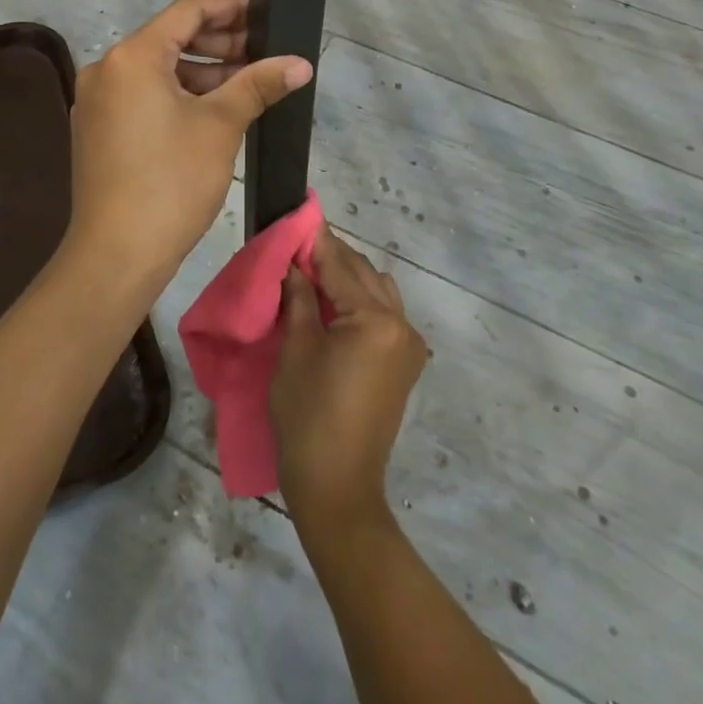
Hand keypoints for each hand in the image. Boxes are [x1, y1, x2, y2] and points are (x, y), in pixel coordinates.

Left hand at [66, 0, 311, 290]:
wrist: (116, 254)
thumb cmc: (172, 181)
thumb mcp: (221, 126)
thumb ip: (259, 84)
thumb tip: (301, 62)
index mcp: (133, 56)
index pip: (187, 11)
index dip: (229, 9)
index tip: (263, 15)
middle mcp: (107, 68)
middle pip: (169, 39)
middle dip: (219, 44)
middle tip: (262, 54)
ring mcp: (96, 101)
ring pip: (156, 71)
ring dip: (200, 73)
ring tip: (245, 84)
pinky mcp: (96, 129)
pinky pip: (141, 95)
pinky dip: (176, 95)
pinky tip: (210, 111)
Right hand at [271, 231, 428, 534]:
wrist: (337, 486)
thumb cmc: (308, 415)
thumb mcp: (296, 349)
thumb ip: (300, 297)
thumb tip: (294, 262)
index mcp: (376, 319)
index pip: (340, 265)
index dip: (315, 241)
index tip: (296, 217)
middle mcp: (401, 324)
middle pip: (362, 273)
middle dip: (330, 257)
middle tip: (295, 247)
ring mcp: (408, 345)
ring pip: (377, 290)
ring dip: (347, 277)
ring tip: (310, 275)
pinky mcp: (404, 363)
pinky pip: (384, 314)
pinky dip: (360, 301)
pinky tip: (332, 304)